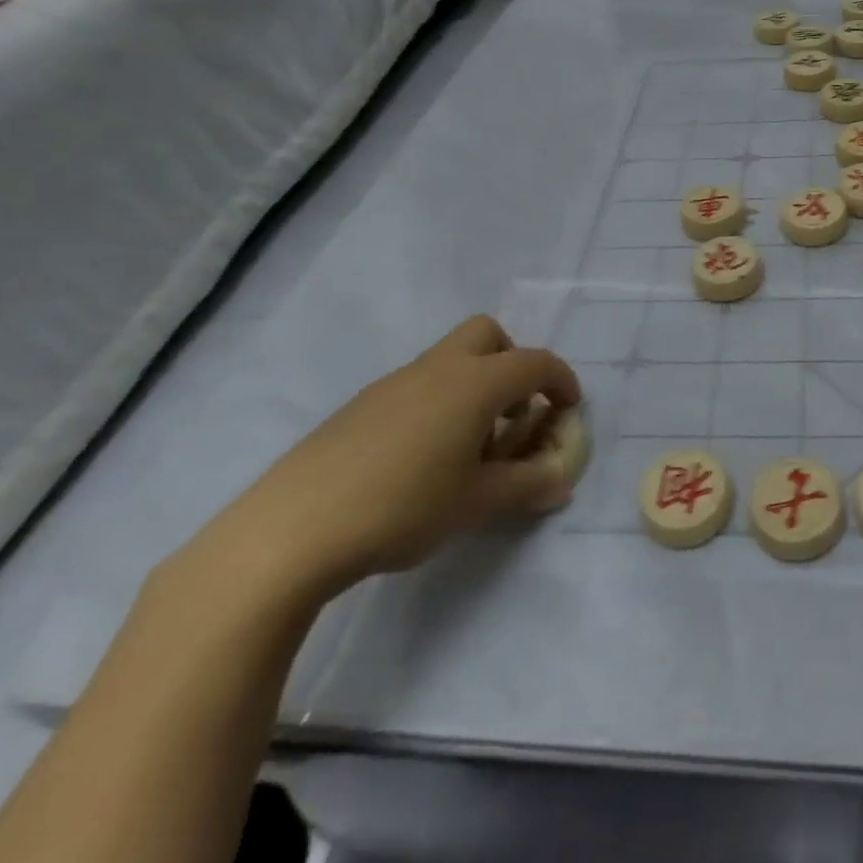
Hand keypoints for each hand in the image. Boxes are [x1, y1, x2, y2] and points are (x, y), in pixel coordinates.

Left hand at [202, 317, 581, 601]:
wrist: (292, 529)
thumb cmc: (403, 507)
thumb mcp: (477, 503)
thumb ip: (527, 486)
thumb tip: (561, 482)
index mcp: (475, 383)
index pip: (535, 363)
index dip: (561, 380)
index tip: (569, 409)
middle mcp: (439, 368)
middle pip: (487, 334)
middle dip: (511, 362)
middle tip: (514, 410)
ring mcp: (395, 382)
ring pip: (450, 359)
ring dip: (474, 385)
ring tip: (469, 446)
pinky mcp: (361, 405)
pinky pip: (417, 385)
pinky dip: (438, 403)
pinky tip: (422, 458)